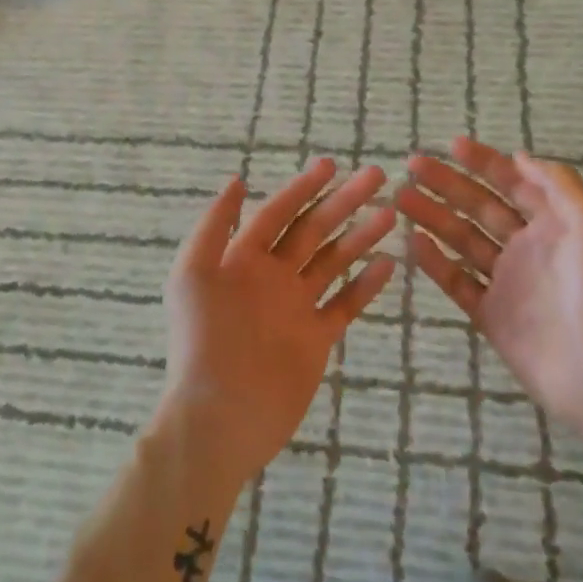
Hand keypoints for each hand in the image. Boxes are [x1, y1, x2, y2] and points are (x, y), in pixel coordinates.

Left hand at [155, 158, 397, 490]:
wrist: (220, 416)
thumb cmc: (202, 341)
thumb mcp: (193, 275)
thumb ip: (212, 226)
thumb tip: (235, 181)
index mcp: (243, 259)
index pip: (278, 213)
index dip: (302, 187)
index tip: (331, 164)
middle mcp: (272, 277)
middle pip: (313, 230)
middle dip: (342, 202)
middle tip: (375, 176)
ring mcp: (296, 307)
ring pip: (333, 262)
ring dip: (360, 236)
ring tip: (390, 215)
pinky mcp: (315, 338)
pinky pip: (344, 304)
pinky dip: (365, 284)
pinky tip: (387, 264)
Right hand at [397, 138, 582, 442]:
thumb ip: (559, 187)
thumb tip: (520, 155)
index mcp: (554, 225)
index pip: (513, 183)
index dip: (484, 162)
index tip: (452, 145)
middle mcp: (527, 248)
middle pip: (480, 207)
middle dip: (448, 184)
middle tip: (412, 166)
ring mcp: (506, 282)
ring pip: (462, 240)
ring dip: (433, 217)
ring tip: (401, 198)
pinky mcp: (491, 315)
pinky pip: (457, 282)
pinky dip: (435, 262)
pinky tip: (412, 242)